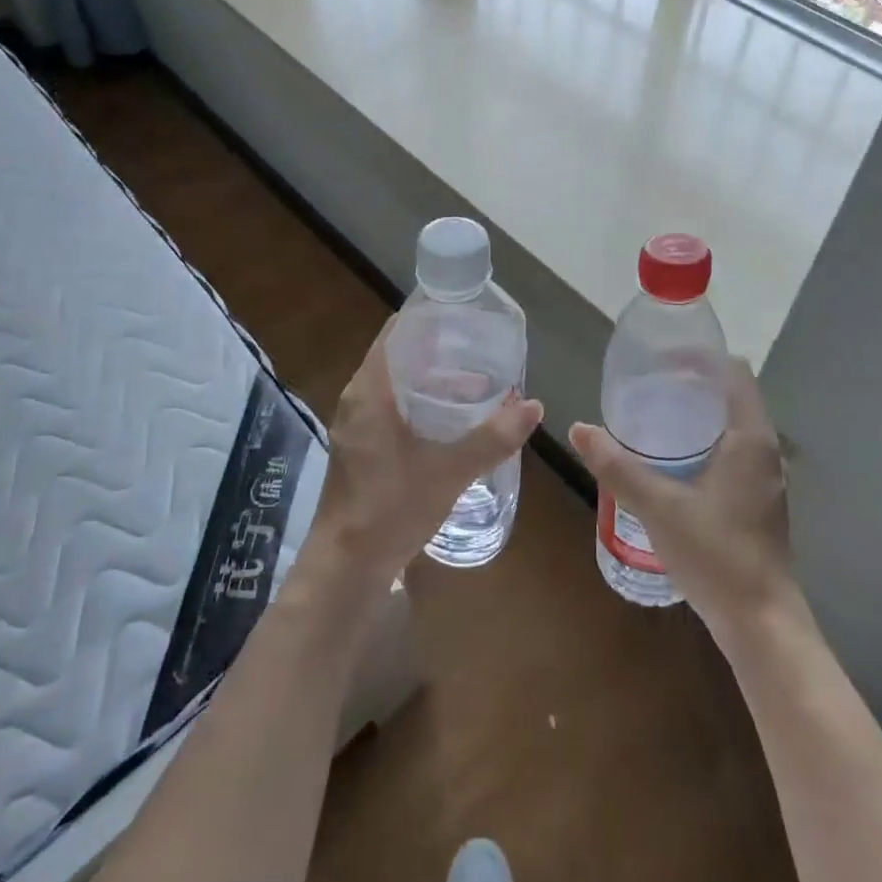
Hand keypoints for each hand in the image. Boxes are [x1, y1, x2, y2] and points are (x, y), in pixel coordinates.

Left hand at [307, 318, 542, 596]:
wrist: (347, 566)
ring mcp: (358, 424)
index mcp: (370, 391)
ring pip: (399, 384)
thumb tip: (534, 406)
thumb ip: (492, 438)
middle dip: (441, 349)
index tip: (467, 316)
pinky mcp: (364, 446)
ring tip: (479, 379)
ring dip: (434, 378)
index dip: (430, 318)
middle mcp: (359, 399)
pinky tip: (455, 419)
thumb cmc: (391, 509)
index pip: (397, 333)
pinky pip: (395, 407)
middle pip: (400, 355)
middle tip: (483, 347)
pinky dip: (424, 403)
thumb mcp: (448, 471)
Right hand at [569, 358, 793, 640]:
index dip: (701, 358)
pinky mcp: (757, 501)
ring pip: (731, 427)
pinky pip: (731, 452)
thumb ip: (618, 467)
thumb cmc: (716, 556)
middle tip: (646, 385)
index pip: (734, 373)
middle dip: (692, 384)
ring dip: (697, 415)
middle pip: (731, 397)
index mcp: (750, 439)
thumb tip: (579, 428)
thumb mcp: (659, 508)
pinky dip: (704, 442)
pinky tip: (671, 462)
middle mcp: (764, 451)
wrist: (761, 623)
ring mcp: (764, 478)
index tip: (660, 357)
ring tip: (653, 415)